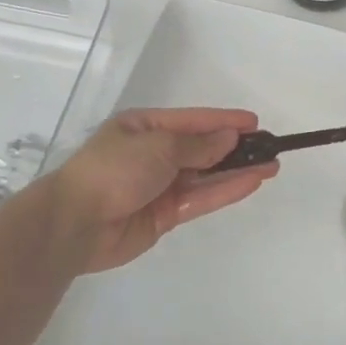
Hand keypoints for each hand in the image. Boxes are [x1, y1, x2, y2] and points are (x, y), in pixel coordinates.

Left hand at [47, 107, 275, 272]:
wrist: (75, 223)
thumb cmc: (114, 169)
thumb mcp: (159, 146)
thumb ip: (198, 145)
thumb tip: (229, 138)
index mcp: (145, 128)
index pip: (194, 121)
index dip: (225, 121)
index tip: (254, 123)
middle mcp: (154, 154)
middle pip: (202, 148)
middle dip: (235, 147)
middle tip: (269, 147)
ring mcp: (159, 186)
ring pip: (205, 175)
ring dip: (236, 170)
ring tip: (270, 166)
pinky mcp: (163, 216)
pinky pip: (200, 199)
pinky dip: (224, 191)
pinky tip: (250, 183)